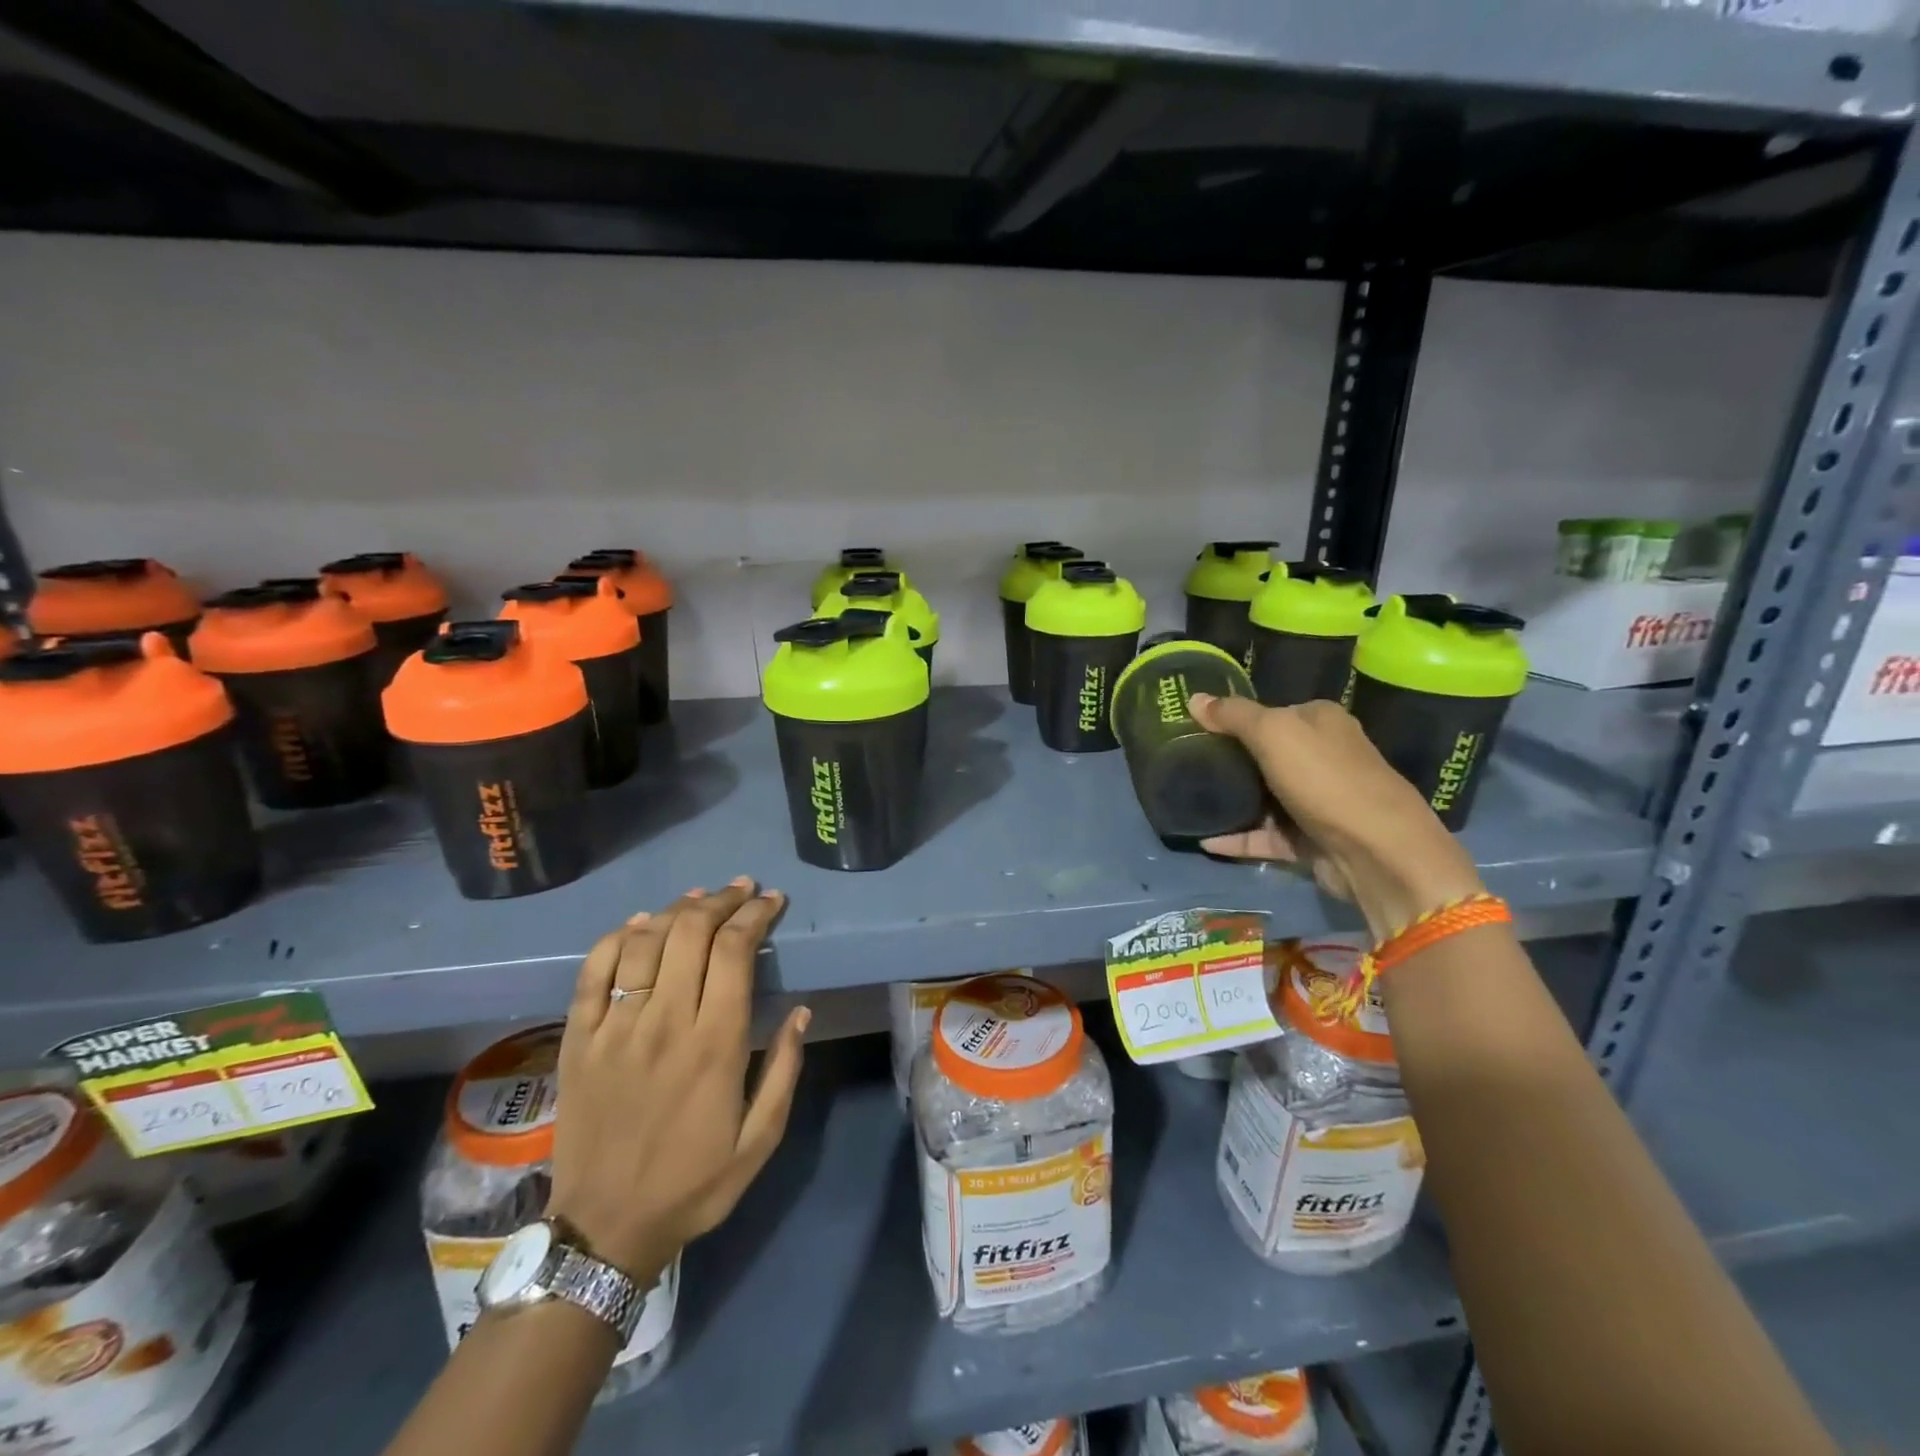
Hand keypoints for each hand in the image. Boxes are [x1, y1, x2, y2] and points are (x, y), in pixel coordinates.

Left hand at [548, 878, 808, 1282]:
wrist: (605, 1229)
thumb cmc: (693, 1183)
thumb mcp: (760, 1140)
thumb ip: (785, 1070)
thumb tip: (801, 1010)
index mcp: (715, 1043)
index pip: (736, 951)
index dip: (755, 915)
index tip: (772, 900)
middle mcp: (665, 1022)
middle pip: (691, 933)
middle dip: (721, 901)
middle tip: (741, 890)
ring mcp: (616, 1028)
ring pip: (645, 942)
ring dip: (676, 910)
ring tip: (699, 899)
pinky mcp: (578, 1039)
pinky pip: (593, 971)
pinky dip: (617, 937)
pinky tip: (638, 924)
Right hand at [1189, 694, 1484, 939]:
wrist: (1375, 850)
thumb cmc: (1324, 778)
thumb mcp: (1273, 733)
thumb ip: (1233, 715)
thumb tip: (1194, 698)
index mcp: (1319, 721)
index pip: (1271, 712)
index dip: (1233, 719)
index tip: (1193, 728)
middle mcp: (1322, 756)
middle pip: (1264, 755)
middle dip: (1227, 760)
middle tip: (1183, 763)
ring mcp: (1316, 800)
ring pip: (1263, 797)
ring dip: (1230, 801)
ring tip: (1189, 802)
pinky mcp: (1310, 839)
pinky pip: (1265, 836)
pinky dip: (1237, 838)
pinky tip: (1205, 840)